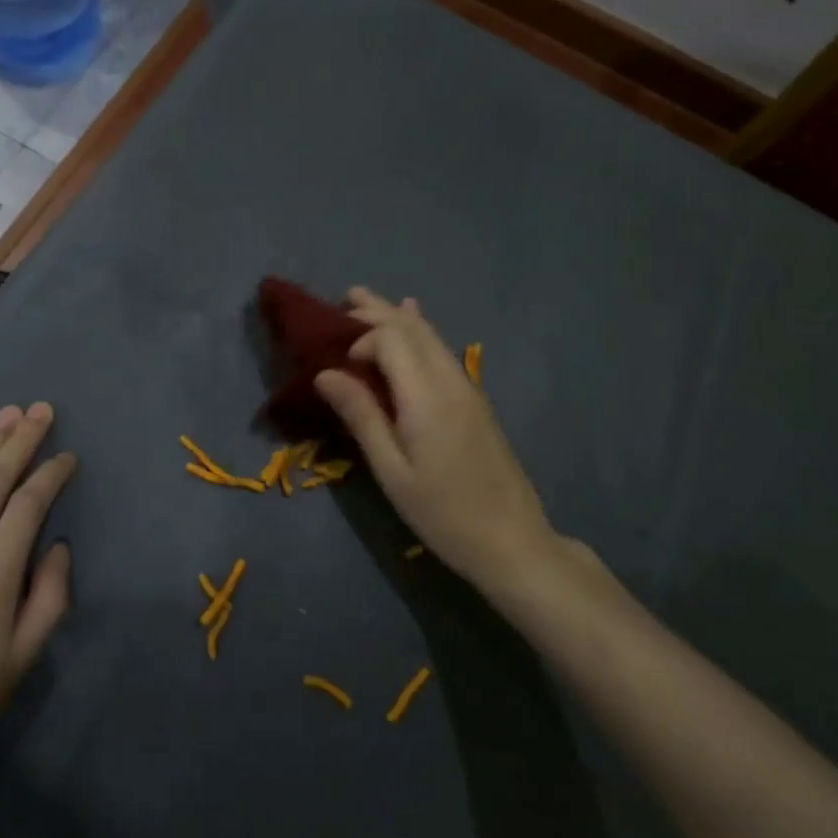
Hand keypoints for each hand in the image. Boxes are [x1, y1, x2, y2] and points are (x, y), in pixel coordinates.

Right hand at [315, 288, 588, 602]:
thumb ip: (361, 416)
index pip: (391, 339)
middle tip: (346, 297)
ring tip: (369, 301)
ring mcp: (468, 388)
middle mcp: (450, 380)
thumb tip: (325, 374)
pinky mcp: (475, 400)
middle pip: (413, 329)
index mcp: (427, 396)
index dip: (362, 340)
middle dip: (378, 310)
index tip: (340, 366)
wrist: (513, 541)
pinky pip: (442, 352)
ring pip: (431, 337)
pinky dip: (421, 332)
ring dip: (398, 316)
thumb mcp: (392, 471)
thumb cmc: (443, 513)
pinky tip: (415, 323)